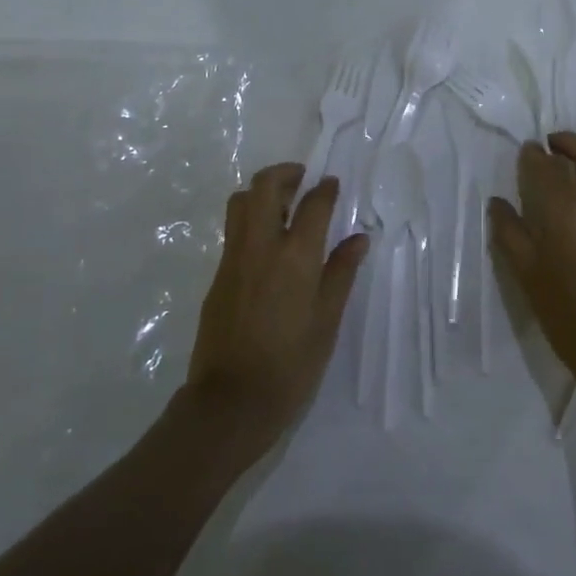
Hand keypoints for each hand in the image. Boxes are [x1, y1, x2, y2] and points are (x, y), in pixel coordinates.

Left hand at [186, 163, 369, 451]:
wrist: (230, 402)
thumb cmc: (291, 364)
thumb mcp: (327, 320)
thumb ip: (341, 273)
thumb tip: (358, 238)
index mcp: (295, 256)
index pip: (313, 204)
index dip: (326, 189)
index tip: (333, 184)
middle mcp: (260, 247)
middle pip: (265, 186)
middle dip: (285, 173)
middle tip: (303, 181)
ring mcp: (233, 259)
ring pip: (240, 202)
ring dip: (262, 193)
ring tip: (283, 208)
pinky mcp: (217, 276)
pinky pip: (233, 231)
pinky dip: (250, 220)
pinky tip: (268, 246)